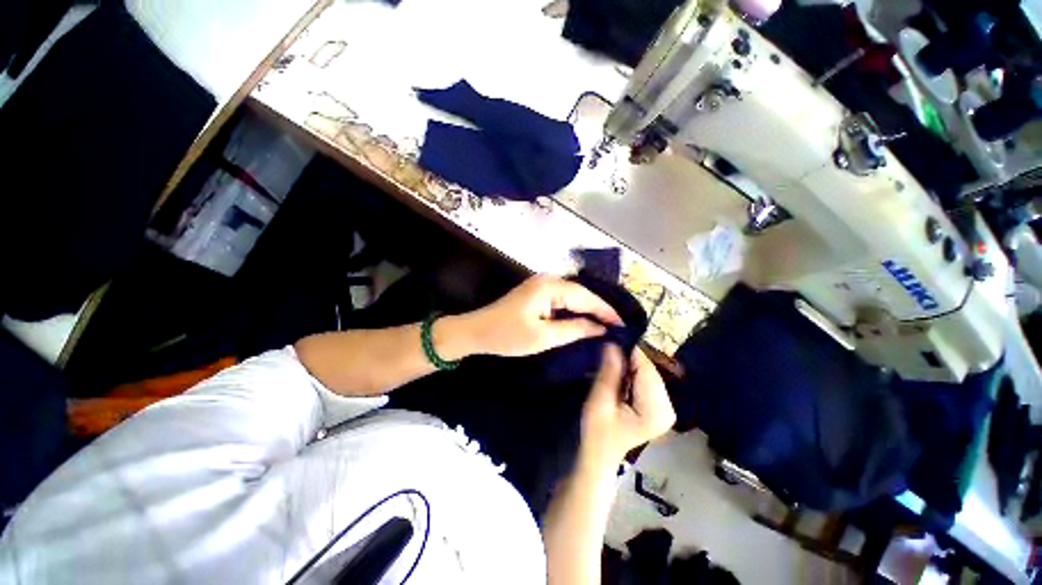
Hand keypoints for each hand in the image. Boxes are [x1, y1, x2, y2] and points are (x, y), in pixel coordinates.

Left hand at [461, 275, 622, 357]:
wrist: (476, 332)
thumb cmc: (508, 335)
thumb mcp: (543, 337)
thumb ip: (574, 329)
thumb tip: (600, 328)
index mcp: (550, 286)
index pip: (586, 296)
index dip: (605, 311)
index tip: (623, 325)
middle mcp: (548, 279)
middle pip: (581, 293)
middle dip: (599, 308)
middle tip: (619, 325)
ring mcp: (541, 285)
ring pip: (573, 295)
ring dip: (588, 308)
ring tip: (608, 323)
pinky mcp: (537, 293)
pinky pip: (563, 299)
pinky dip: (575, 309)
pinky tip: (585, 319)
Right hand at [580, 346, 675, 467]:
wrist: (597, 456)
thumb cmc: (596, 433)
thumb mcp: (599, 402)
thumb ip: (609, 373)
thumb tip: (614, 342)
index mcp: (658, 410)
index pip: (646, 368)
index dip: (628, 352)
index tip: (609, 340)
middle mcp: (669, 407)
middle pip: (649, 368)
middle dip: (628, 358)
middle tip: (605, 351)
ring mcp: (665, 407)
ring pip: (647, 371)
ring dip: (628, 364)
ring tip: (608, 361)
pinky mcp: (657, 405)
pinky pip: (645, 378)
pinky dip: (631, 373)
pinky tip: (617, 374)